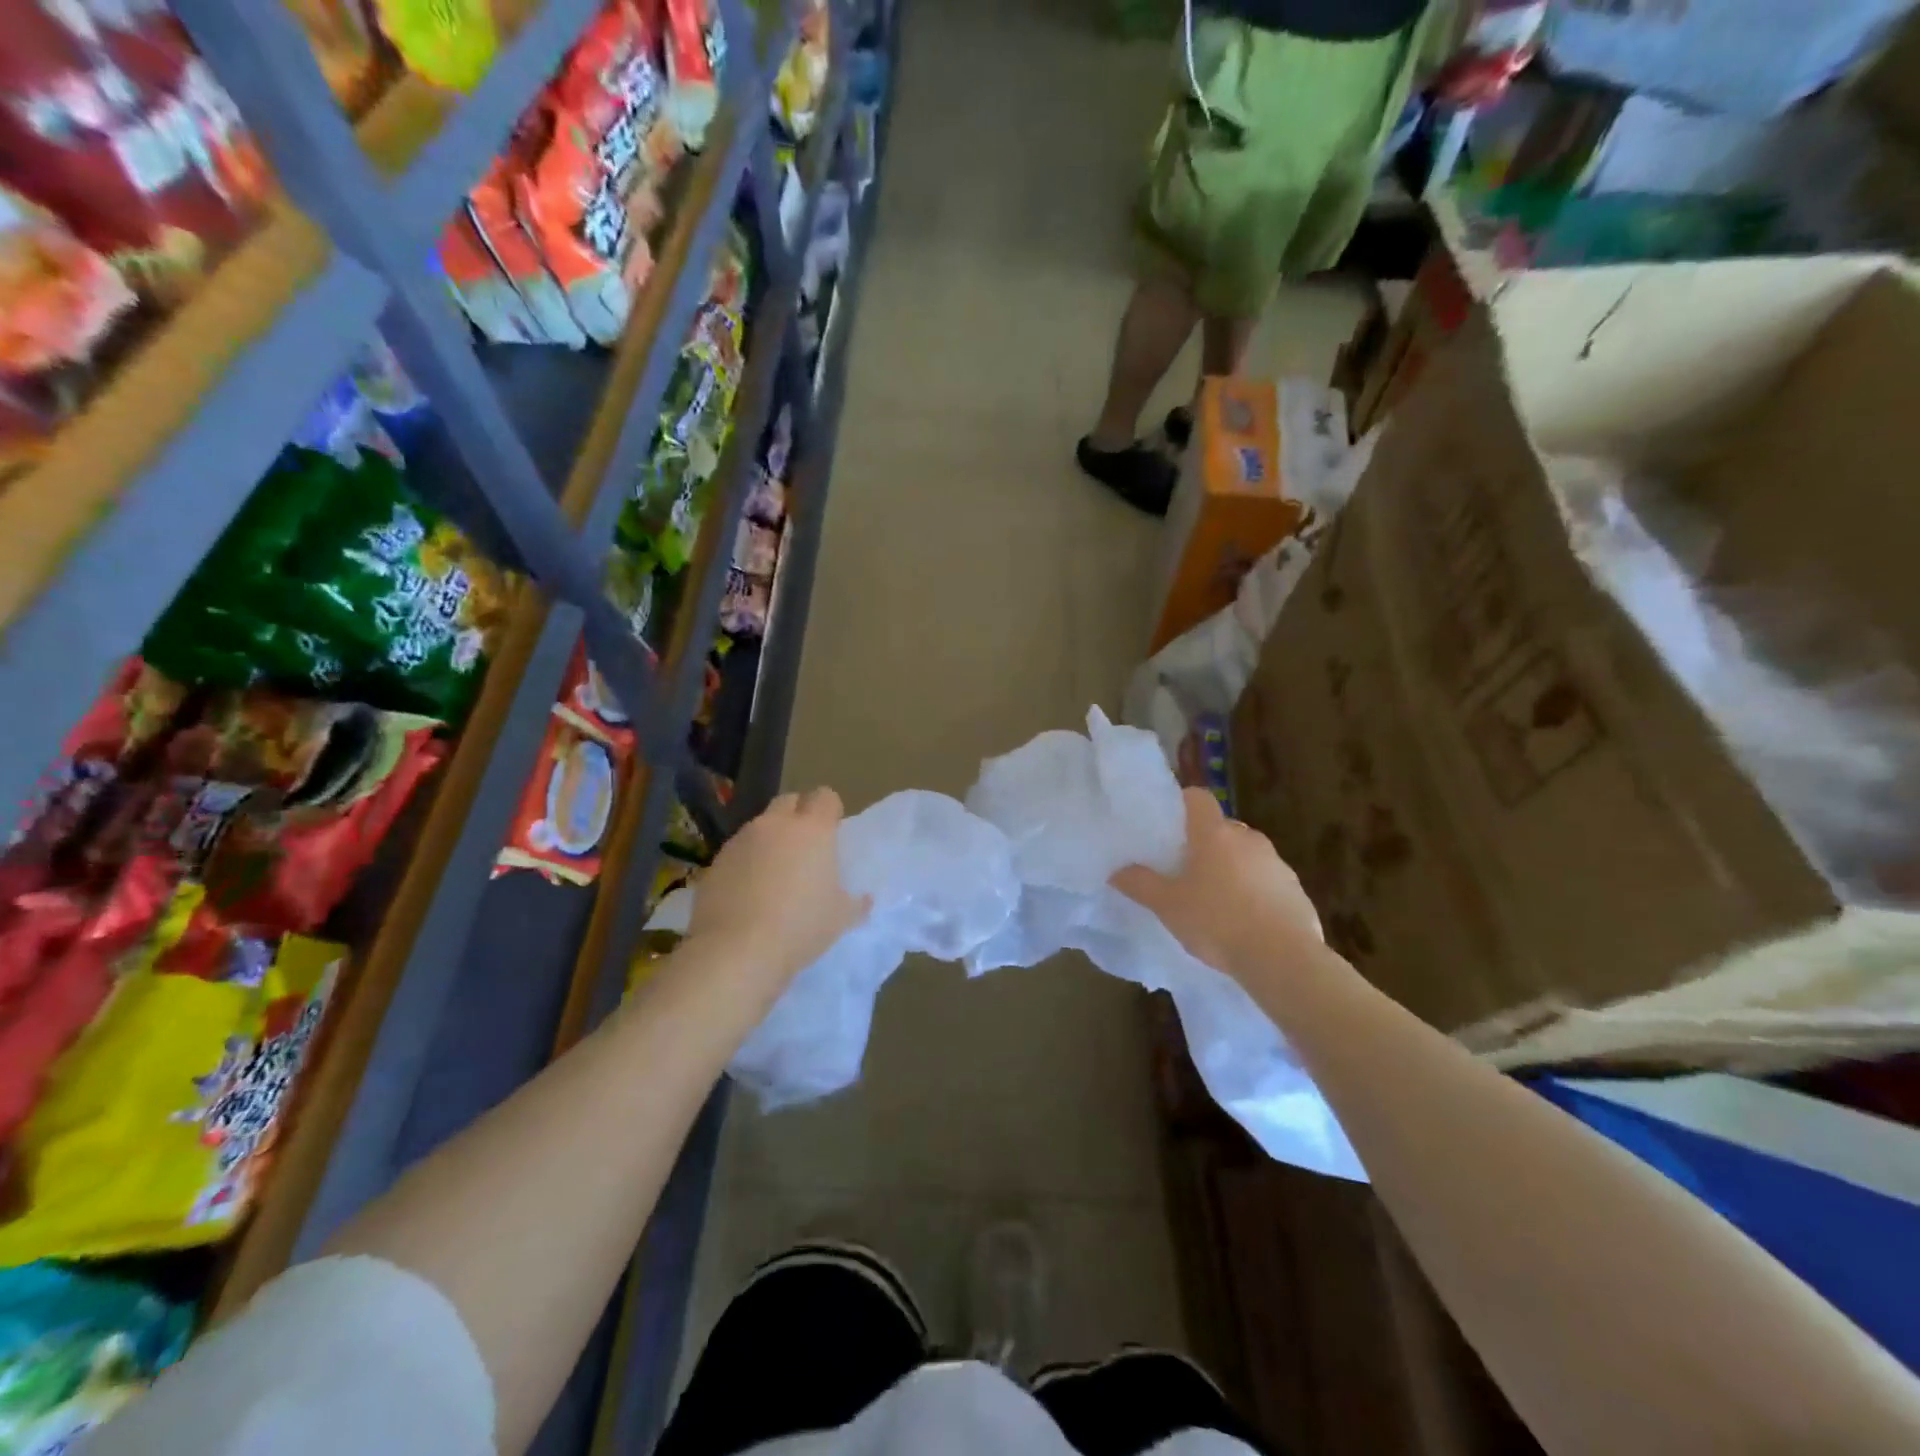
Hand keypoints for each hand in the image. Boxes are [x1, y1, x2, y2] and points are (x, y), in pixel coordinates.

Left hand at [688, 788, 868, 987]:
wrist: (736, 950)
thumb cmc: (800, 927)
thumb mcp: (839, 919)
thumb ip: (855, 904)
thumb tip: (864, 900)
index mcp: (813, 830)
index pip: (825, 797)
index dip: (830, 810)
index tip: (833, 831)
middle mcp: (775, 825)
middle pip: (789, 801)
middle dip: (798, 814)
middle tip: (805, 846)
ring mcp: (740, 840)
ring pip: (760, 826)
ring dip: (770, 839)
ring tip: (774, 873)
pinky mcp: (715, 862)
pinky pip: (737, 851)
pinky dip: (746, 862)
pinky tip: (748, 892)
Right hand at [1111, 787, 1322, 981]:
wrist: (1283, 959)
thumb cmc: (1217, 921)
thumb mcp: (1168, 906)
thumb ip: (1140, 884)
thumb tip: (1117, 871)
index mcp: (1215, 834)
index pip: (1198, 797)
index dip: (1182, 803)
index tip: (1168, 824)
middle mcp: (1248, 838)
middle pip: (1221, 828)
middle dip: (1204, 843)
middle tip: (1185, 870)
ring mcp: (1277, 863)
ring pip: (1246, 855)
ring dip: (1231, 868)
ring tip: (1214, 901)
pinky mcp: (1296, 890)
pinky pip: (1267, 881)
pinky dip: (1254, 892)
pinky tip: (1243, 922)